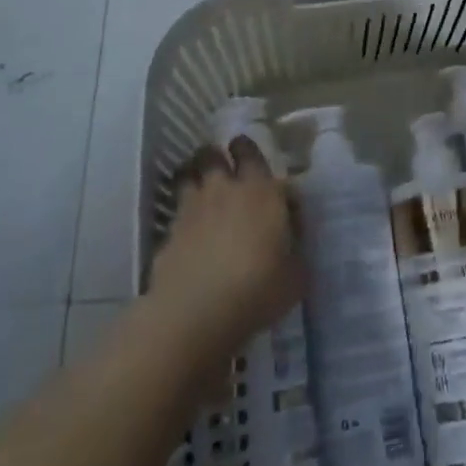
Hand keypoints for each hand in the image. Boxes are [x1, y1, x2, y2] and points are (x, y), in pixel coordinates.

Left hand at [148, 138, 304, 363]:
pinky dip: (183, 215)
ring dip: (195, 177)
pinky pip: (176, 212)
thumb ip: (295, 244)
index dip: (249, 151)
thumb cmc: (258, 290)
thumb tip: (291, 233)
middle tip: (225, 167)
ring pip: (188, 175)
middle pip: (212, 154)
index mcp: (261, 191)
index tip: (250, 156)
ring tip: (203, 191)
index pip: (252, 153)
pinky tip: (190, 234)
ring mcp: (191, 209)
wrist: (196, 315)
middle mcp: (224, 190)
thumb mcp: (296, 273)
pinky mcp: (168, 234)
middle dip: (218, 156)